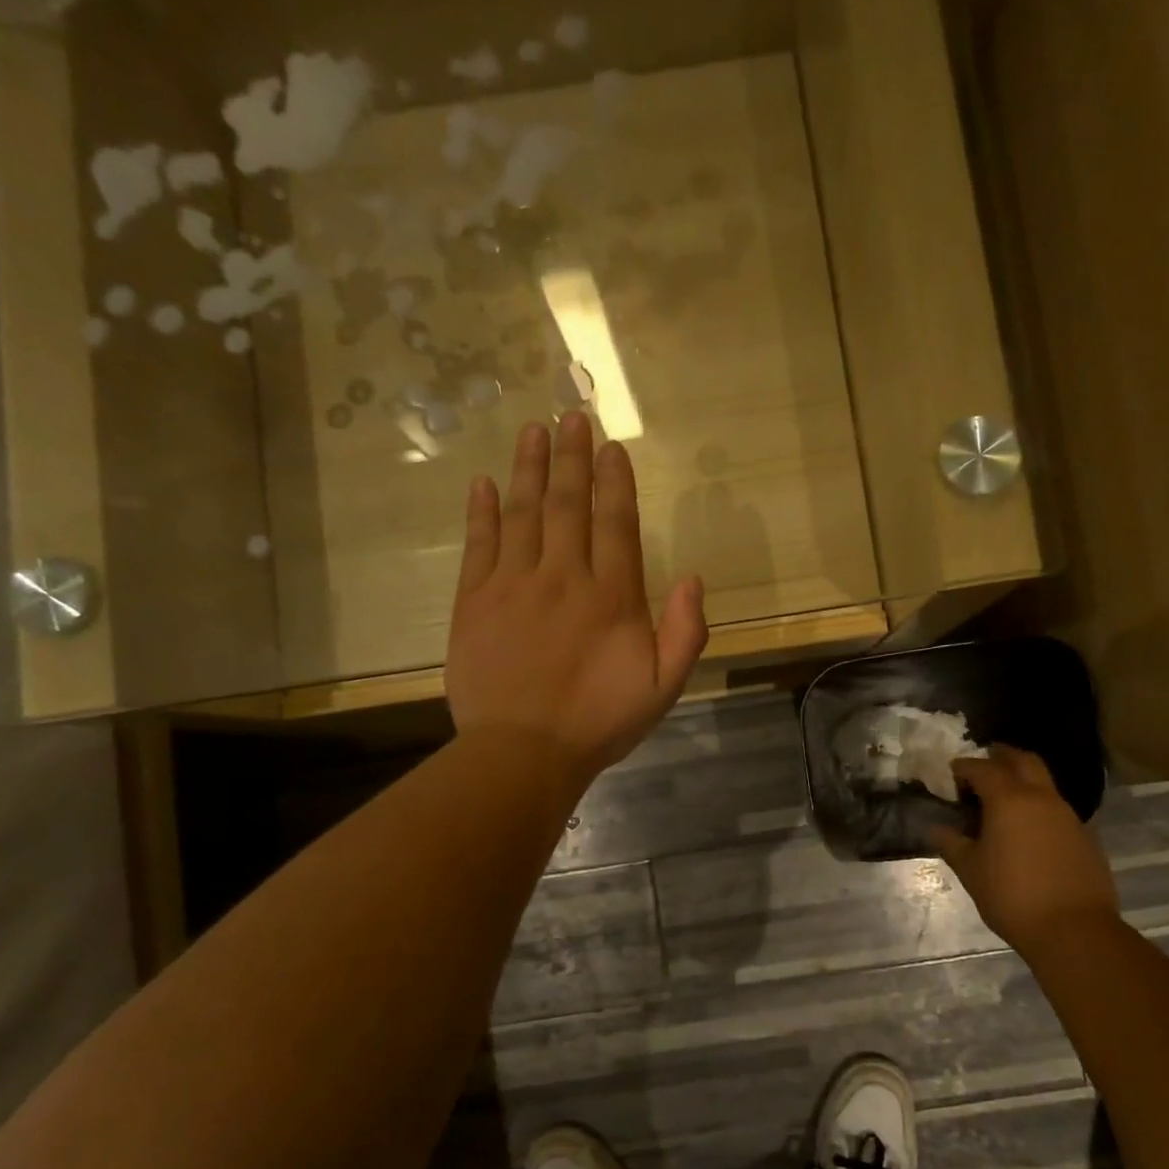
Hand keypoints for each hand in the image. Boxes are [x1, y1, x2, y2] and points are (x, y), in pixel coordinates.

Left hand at [446, 413, 707, 788]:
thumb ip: (685, 633)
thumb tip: (694, 579)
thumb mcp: (662, 688)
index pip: (616, 523)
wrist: (522, 752)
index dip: (615, 481)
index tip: (612, 447)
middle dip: (573, 458)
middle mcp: (563, 577)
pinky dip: (481, 511)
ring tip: (534, 431)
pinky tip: (483, 483)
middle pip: (569, 505)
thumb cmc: (598, 722)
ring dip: (529, 469)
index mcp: (611, 596)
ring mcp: (513, 585)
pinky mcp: (474, 601)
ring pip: (523, 513)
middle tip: (571, 416)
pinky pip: (479, 545)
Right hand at [931, 746, 1118, 957]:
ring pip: (1044, 783)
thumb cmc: (1012, 895)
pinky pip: (1057, 809)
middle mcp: (1041, 799)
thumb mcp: (970, 870)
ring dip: (1024, 781)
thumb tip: (936, 827)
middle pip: (1024, 761)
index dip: (965, 767)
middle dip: (1003, 756)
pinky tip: (1028, 830)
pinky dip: (1039, 807)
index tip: (952, 773)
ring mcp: (1068, 816)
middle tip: (986, 760)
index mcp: (1009, 800)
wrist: (1074, 930)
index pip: (983, 768)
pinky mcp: (1085, 837)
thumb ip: (951, 843)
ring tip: (1004, 798)